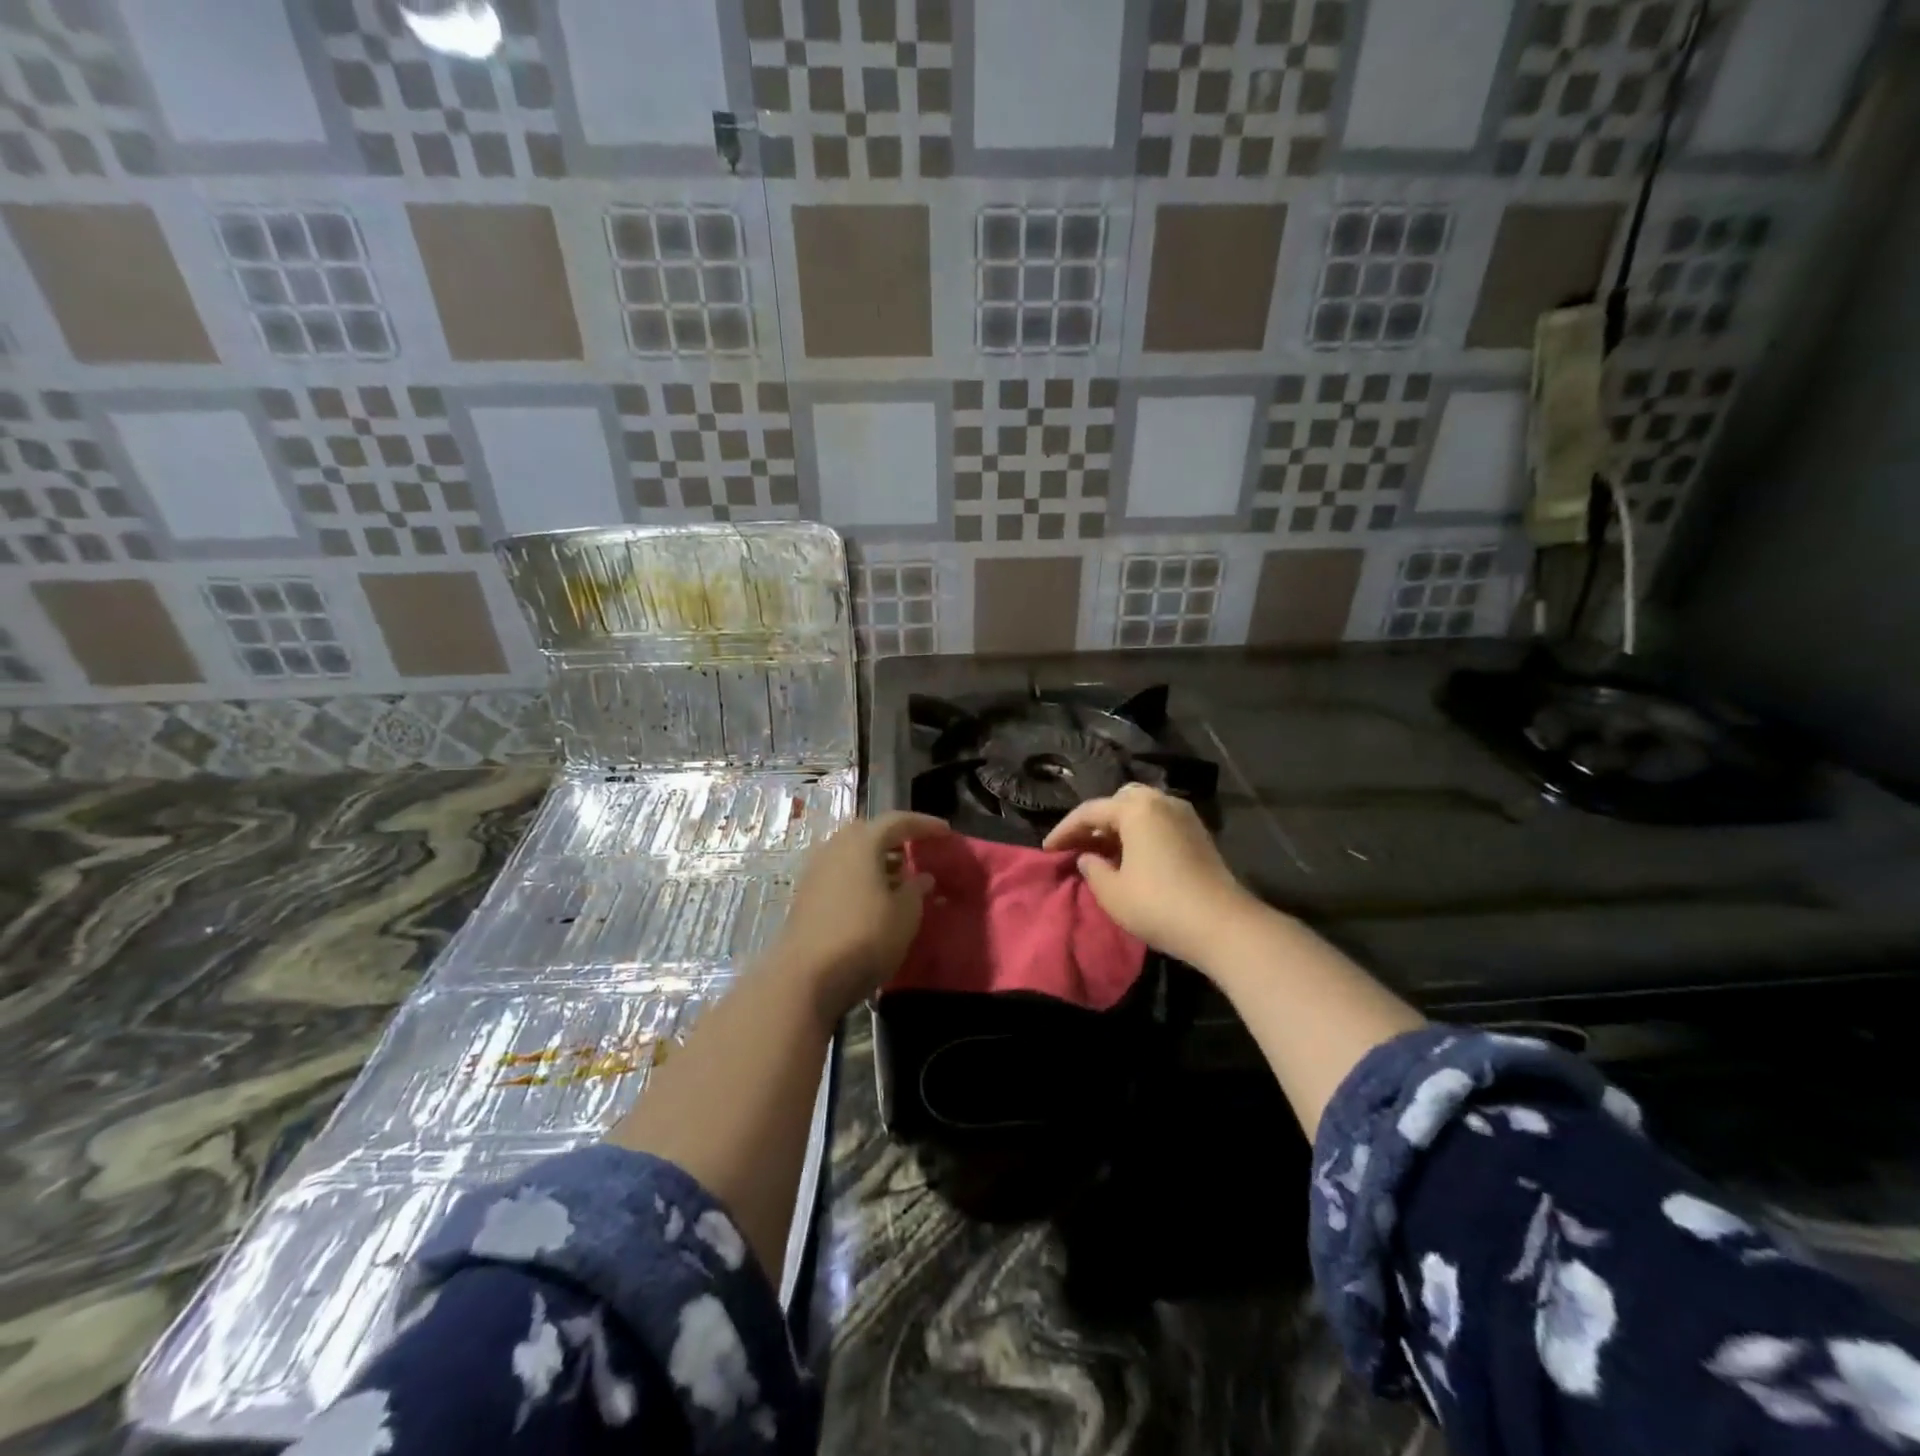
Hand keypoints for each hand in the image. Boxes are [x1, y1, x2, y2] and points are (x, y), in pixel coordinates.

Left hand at [773, 811, 948, 1020]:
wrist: (805, 977)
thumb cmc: (864, 937)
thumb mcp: (905, 915)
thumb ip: (916, 890)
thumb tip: (922, 877)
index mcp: (861, 842)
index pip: (897, 821)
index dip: (924, 825)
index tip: (945, 832)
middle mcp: (834, 848)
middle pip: (869, 833)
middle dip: (896, 839)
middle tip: (918, 850)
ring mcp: (815, 871)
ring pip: (853, 854)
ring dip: (877, 861)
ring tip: (901, 878)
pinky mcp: (806, 895)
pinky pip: (841, 873)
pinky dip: (861, 877)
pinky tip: (875, 899)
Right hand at [1043, 783, 1253, 967]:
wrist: (1222, 925)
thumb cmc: (1159, 904)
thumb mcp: (1112, 892)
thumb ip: (1092, 869)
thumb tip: (1088, 857)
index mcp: (1135, 808)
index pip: (1089, 812)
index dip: (1064, 831)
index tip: (1047, 850)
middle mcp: (1161, 801)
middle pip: (1118, 801)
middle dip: (1095, 821)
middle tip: (1079, 846)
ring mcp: (1184, 815)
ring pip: (1141, 810)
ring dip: (1119, 827)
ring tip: (1103, 853)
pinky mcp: (1199, 834)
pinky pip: (1159, 822)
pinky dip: (1140, 833)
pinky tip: (1131, 858)